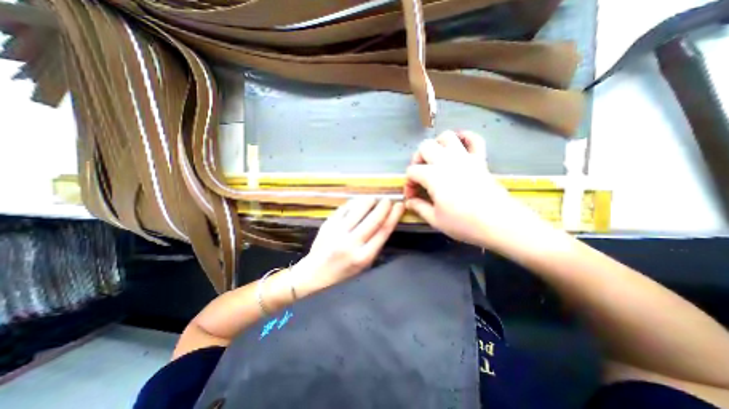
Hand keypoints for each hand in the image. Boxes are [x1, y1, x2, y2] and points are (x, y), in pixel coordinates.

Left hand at [294, 196, 403, 290]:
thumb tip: (385, 221)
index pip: (383, 231)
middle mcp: (351, 243)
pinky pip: (345, 208)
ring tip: (374, 199)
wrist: (315, 271)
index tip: (399, 206)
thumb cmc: (343, 271)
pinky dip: (354, 202)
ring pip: (358, 210)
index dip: (394, 216)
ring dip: (369, 201)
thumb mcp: (364, 264)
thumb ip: (375, 244)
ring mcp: (338, 232)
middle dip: (384, 206)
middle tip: (388, 200)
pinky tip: (359, 201)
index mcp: (363, 256)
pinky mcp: (328, 224)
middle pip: (373, 219)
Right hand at [405, 131, 546, 251]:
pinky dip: (466, 137)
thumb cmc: (464, 223)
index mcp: (433, 176)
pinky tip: (460, 145)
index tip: (412, 197)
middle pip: (425, 147)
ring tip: (436, 158)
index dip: (408, 183)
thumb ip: (419, 207)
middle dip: (418, 159)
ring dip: (437, 144)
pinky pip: (475, 139)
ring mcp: (465, 158)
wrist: (499, 223)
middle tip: (421, 174)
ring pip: (447, 136)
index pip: (412, 171)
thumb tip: (409, 201)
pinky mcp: (480, 160)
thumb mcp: (435, 219)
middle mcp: (446, 161)